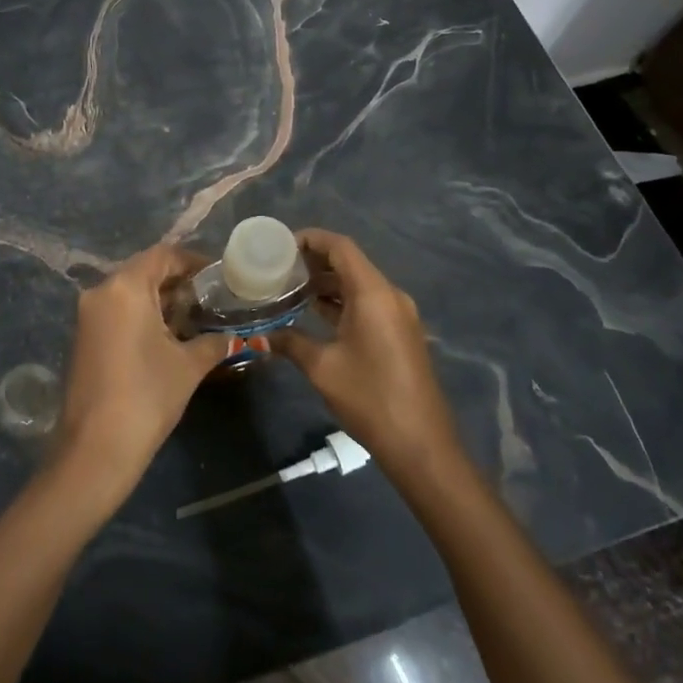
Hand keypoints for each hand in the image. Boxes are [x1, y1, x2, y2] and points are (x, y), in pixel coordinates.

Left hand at [54, 243, 231, 512]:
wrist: (96, 448)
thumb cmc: (147, 396)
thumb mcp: (188, 366)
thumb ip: (213, 342)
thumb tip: (234, 337)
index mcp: (125, 287)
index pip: (163, 255)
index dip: (193, 261)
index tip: (219, 275)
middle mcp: (101, 292)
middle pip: (144, 271)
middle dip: (178, 282)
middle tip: (211, 298)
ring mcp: (88, 316)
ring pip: (130, 293)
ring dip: (161, 301)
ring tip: (196, 318)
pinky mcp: (84, 338)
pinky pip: (118, 312)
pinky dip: (143, 316)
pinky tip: (169, 337)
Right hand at [272, 229, 460, 473]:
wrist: (420, 443)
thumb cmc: (369, 397)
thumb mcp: (322, 368)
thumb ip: (291, 343)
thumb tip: (263, 335)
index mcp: (373, 293)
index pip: (341, 247)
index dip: (311, 239)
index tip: (281, 244)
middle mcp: (390, 295)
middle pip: (350, 263)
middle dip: (315, 261)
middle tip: (279, 267)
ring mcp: (398, 314)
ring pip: (359, 284)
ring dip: (327, 283)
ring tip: (290, 288)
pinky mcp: (400, 333)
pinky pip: (368, 303)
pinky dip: (342, 302)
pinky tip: (315, 313)